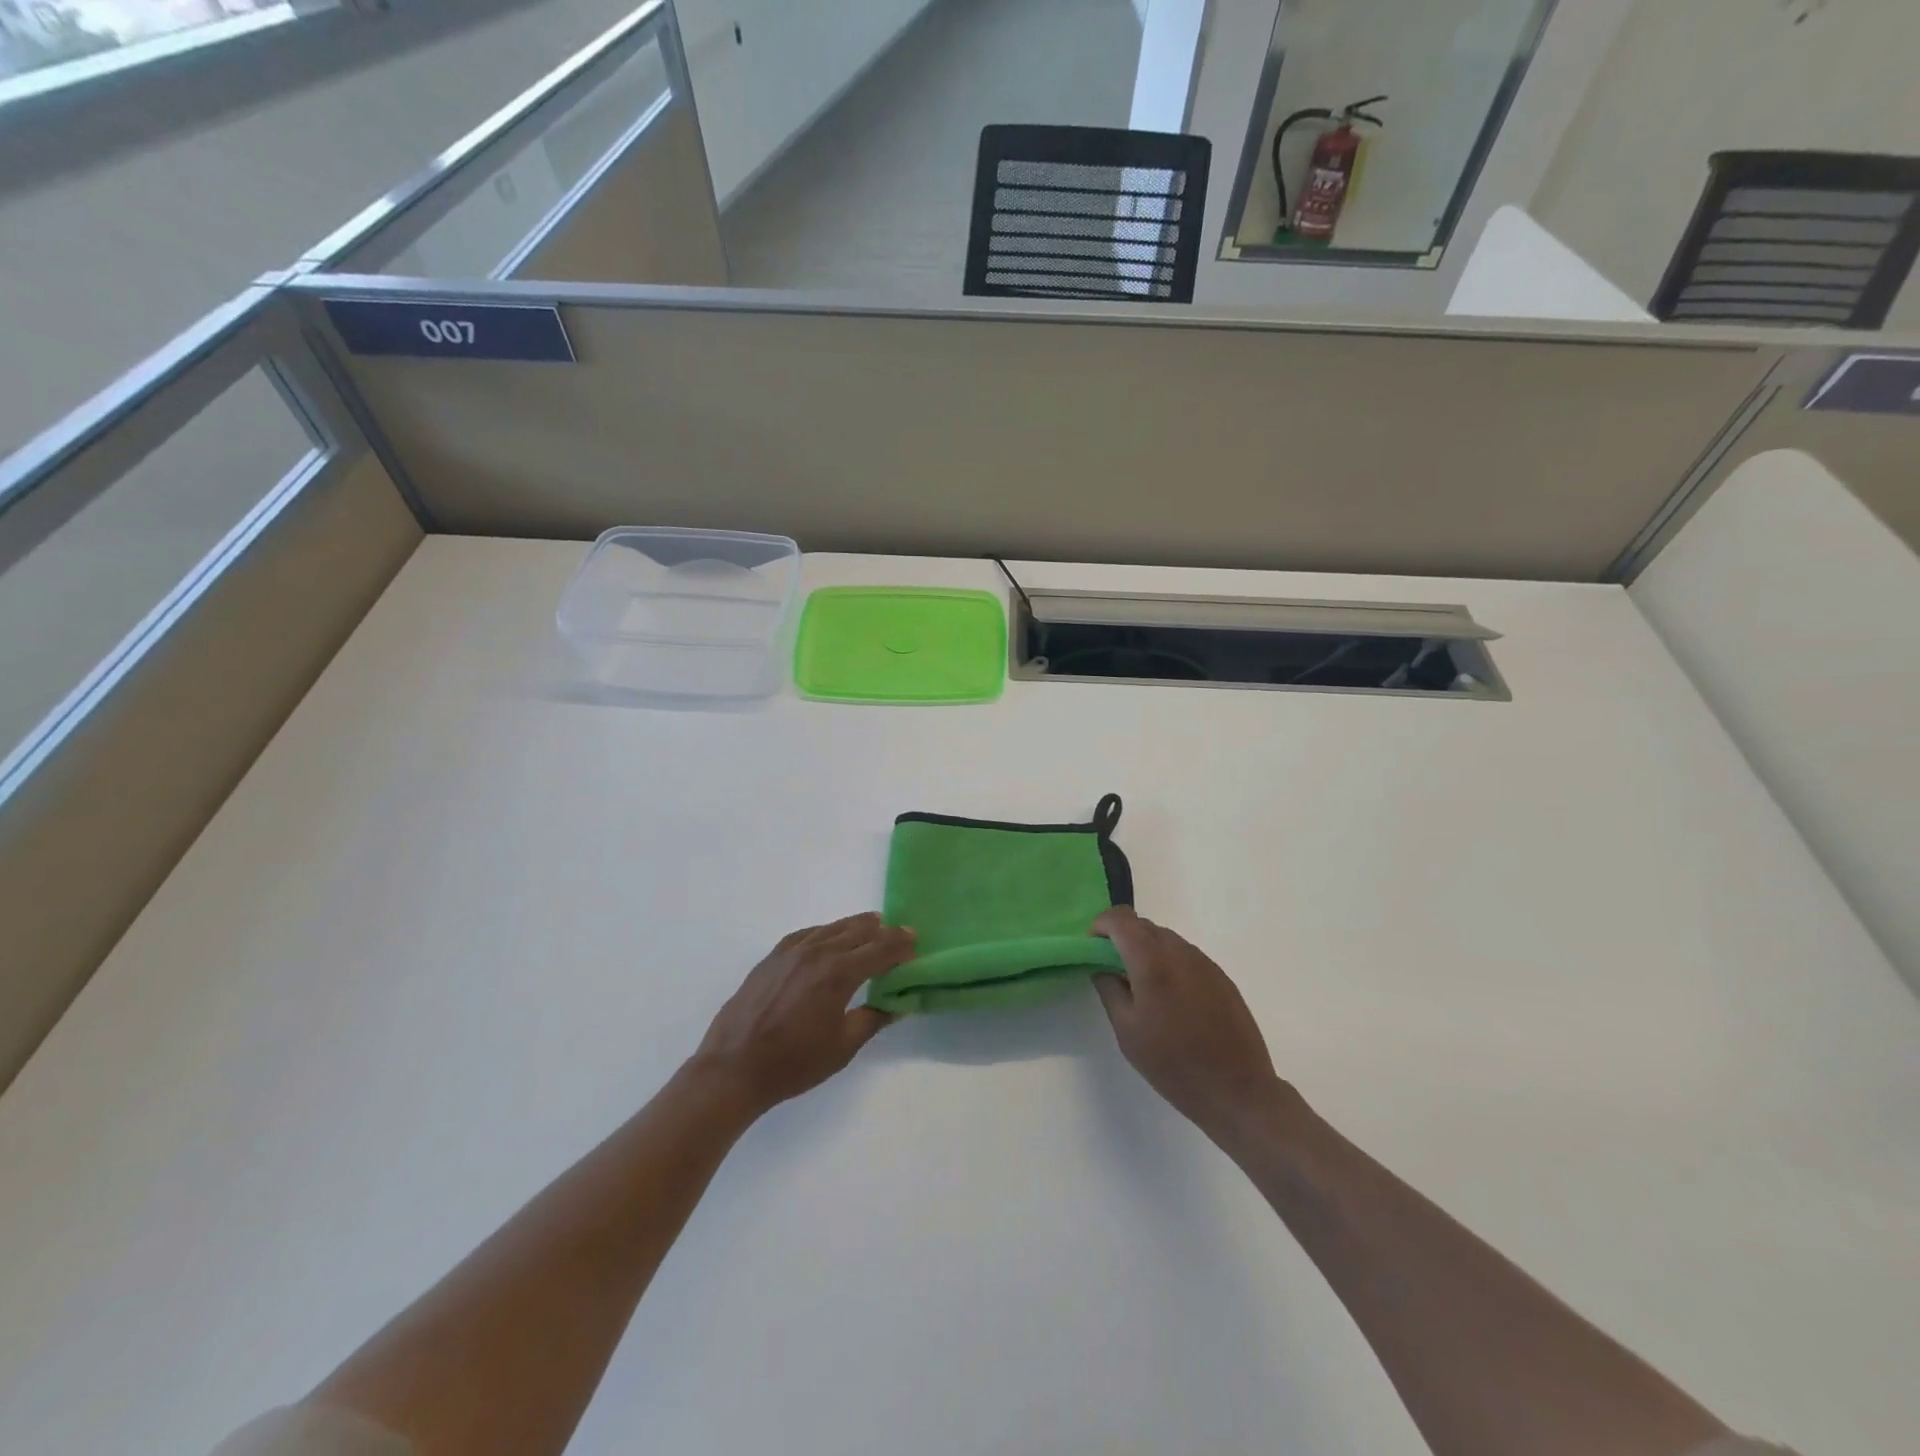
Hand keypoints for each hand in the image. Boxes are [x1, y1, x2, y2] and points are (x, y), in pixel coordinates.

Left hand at [691, 913, 912, 1115]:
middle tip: (900, 933)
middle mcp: (817, 953)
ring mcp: (791, 952)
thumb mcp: (842, 1048)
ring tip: (872, 925)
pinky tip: (828, 937)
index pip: (880, 949)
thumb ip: (873, 1020)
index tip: (916, 941)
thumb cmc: (793, 1063)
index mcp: (839, 973)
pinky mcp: (771, 958)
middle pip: (858, 932)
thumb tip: (896, 1004)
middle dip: (883, 931)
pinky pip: (806, 934)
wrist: (733, 1068)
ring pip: (831, 928)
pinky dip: (825, 932)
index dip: (900, 944)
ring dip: (855, 926)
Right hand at [1090, 907, 1289, 1143]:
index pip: (1121, 919)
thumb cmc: (1173, 1064)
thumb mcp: (1127, 1031)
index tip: (1092, 949)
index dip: (1100, 925)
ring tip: (1143, 989)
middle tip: (1113, 971)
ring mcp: (1205, 962)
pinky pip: (1186, 956)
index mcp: (1152, 961)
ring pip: (1166, 939)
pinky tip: (1171, 1000)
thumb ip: (1109, 990)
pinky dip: (1169, 963)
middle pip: (1144, 925)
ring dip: (1147, 950)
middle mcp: (1180, 952)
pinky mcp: (1221, 977)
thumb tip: (1102, 967)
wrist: (1237, 1090)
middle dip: (1122, 939)